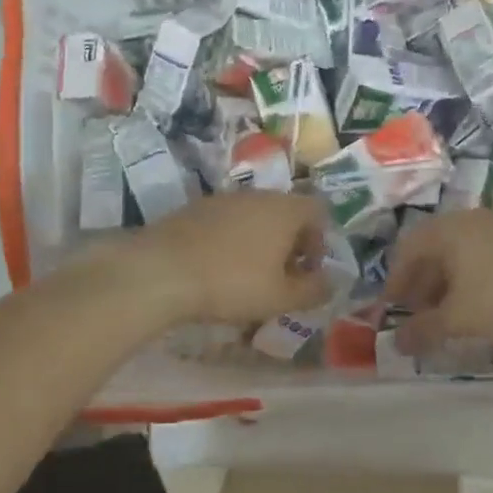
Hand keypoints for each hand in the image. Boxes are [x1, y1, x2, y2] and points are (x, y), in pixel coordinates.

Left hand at [127, 192, 331, 325]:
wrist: (161, 271)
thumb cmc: (232, 283)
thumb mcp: (280, 297)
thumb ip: (313, 290)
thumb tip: (330, 283)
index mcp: (285, 209)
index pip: (319, 211)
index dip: (320, 241)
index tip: (307, 271)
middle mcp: (258, 195)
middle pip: (286, 212)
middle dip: (289, 244)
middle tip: (280, 278)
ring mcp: (224, 198)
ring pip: (255, 216)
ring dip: (260, 242)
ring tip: (248, 276)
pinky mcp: (195, 208)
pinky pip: (227, 221)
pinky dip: (232, 240)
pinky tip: (218, 268)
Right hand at [384, 210, 492, 352]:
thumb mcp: (459, 318)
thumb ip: (424, 330)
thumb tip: (396, 344)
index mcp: (444, 231)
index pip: (405, 251)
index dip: (395, 282)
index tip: (392, 310)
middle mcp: (468, 220)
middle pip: (433, 250)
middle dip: (422, 284)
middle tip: (420, 315)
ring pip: (461, 254)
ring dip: (448, 283)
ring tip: (451, 314)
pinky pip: (485, 256)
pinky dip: (474, 279)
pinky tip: (484, 304)